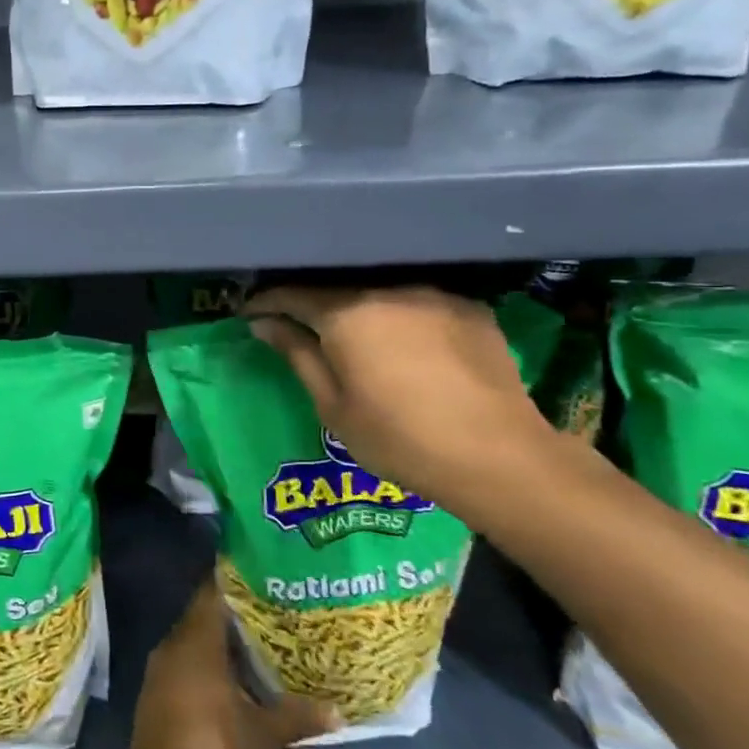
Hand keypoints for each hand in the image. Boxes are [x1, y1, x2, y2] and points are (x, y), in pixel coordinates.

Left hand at [126, 580, 337, 748]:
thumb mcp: (264, 735)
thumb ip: (297, 715)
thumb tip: (338, 711)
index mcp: (194, 641)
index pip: (212, 593)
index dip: (235, 582)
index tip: (261, 577)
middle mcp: (171, 647)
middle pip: (201, 618)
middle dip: (232, 617)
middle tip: (268, 613)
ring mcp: (157, 674)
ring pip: (190, 645)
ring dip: (218, 646)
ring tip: (255, 647)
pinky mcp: (153, 700)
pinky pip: (181, 668)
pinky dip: (203, 669)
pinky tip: (229, 683)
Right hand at [244, 284, 560, 514]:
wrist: (499, 458)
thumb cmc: (400, 440)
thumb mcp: (334, 406)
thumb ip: (297, 355)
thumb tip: (263, 324)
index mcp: (348, 313)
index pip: (293, 295)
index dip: (266, 303)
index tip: (249, 314)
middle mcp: (389, 290)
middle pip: (337, 292)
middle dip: (312, 307)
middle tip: (296, 328)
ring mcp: (435, 295)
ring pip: (381, 296)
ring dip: (360, 313)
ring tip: (355, 339)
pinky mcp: (471, 309)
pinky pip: (421, 306)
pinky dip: (403, 319)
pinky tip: (407, 347)